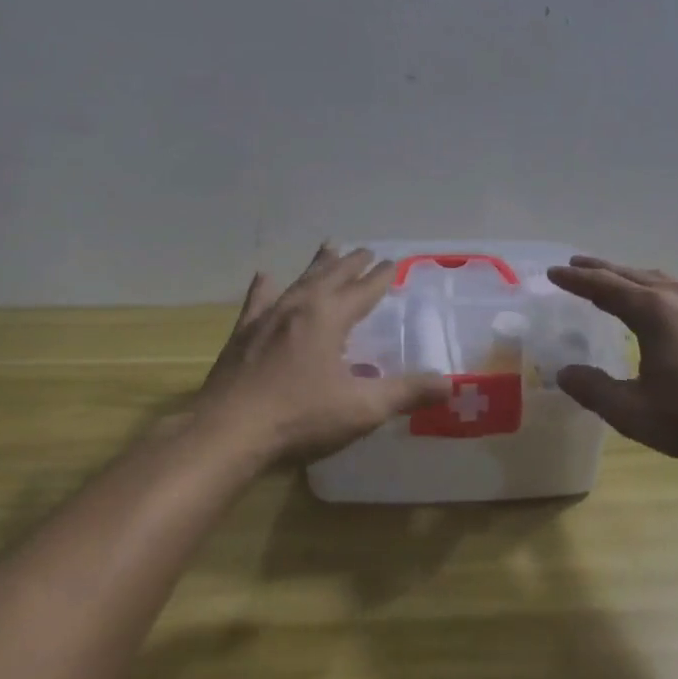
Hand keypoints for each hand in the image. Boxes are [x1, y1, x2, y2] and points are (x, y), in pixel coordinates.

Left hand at [198, 244, 448, 464]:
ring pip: (298, 282)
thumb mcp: (361, 409)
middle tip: (365, 249)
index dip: (380, 277)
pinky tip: (265, 277)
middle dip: (351, 263)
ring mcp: (266, 318)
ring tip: (328, 247)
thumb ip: (406, 393)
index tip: (392, 261)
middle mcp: (299, 307)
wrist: (228, 432)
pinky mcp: (243, 335)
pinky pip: (258, 302)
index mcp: (330, 317)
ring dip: (317, 265)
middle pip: (331, 277)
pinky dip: (265, 288)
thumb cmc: (300, 418)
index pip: (363, 290)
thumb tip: (449, 384)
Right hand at [546, 256, 677, 472]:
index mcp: (652, 311)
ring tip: (612, 279)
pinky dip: (655, 288)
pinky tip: (660, 304)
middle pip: (630, 274)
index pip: (603, 287)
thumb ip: (595, 391)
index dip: (576, 280)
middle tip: (576, 265)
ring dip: (629, 276)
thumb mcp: (636, 413)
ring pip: (658, 279)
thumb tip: (565, 373)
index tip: (554, 272)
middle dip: (600, 269)